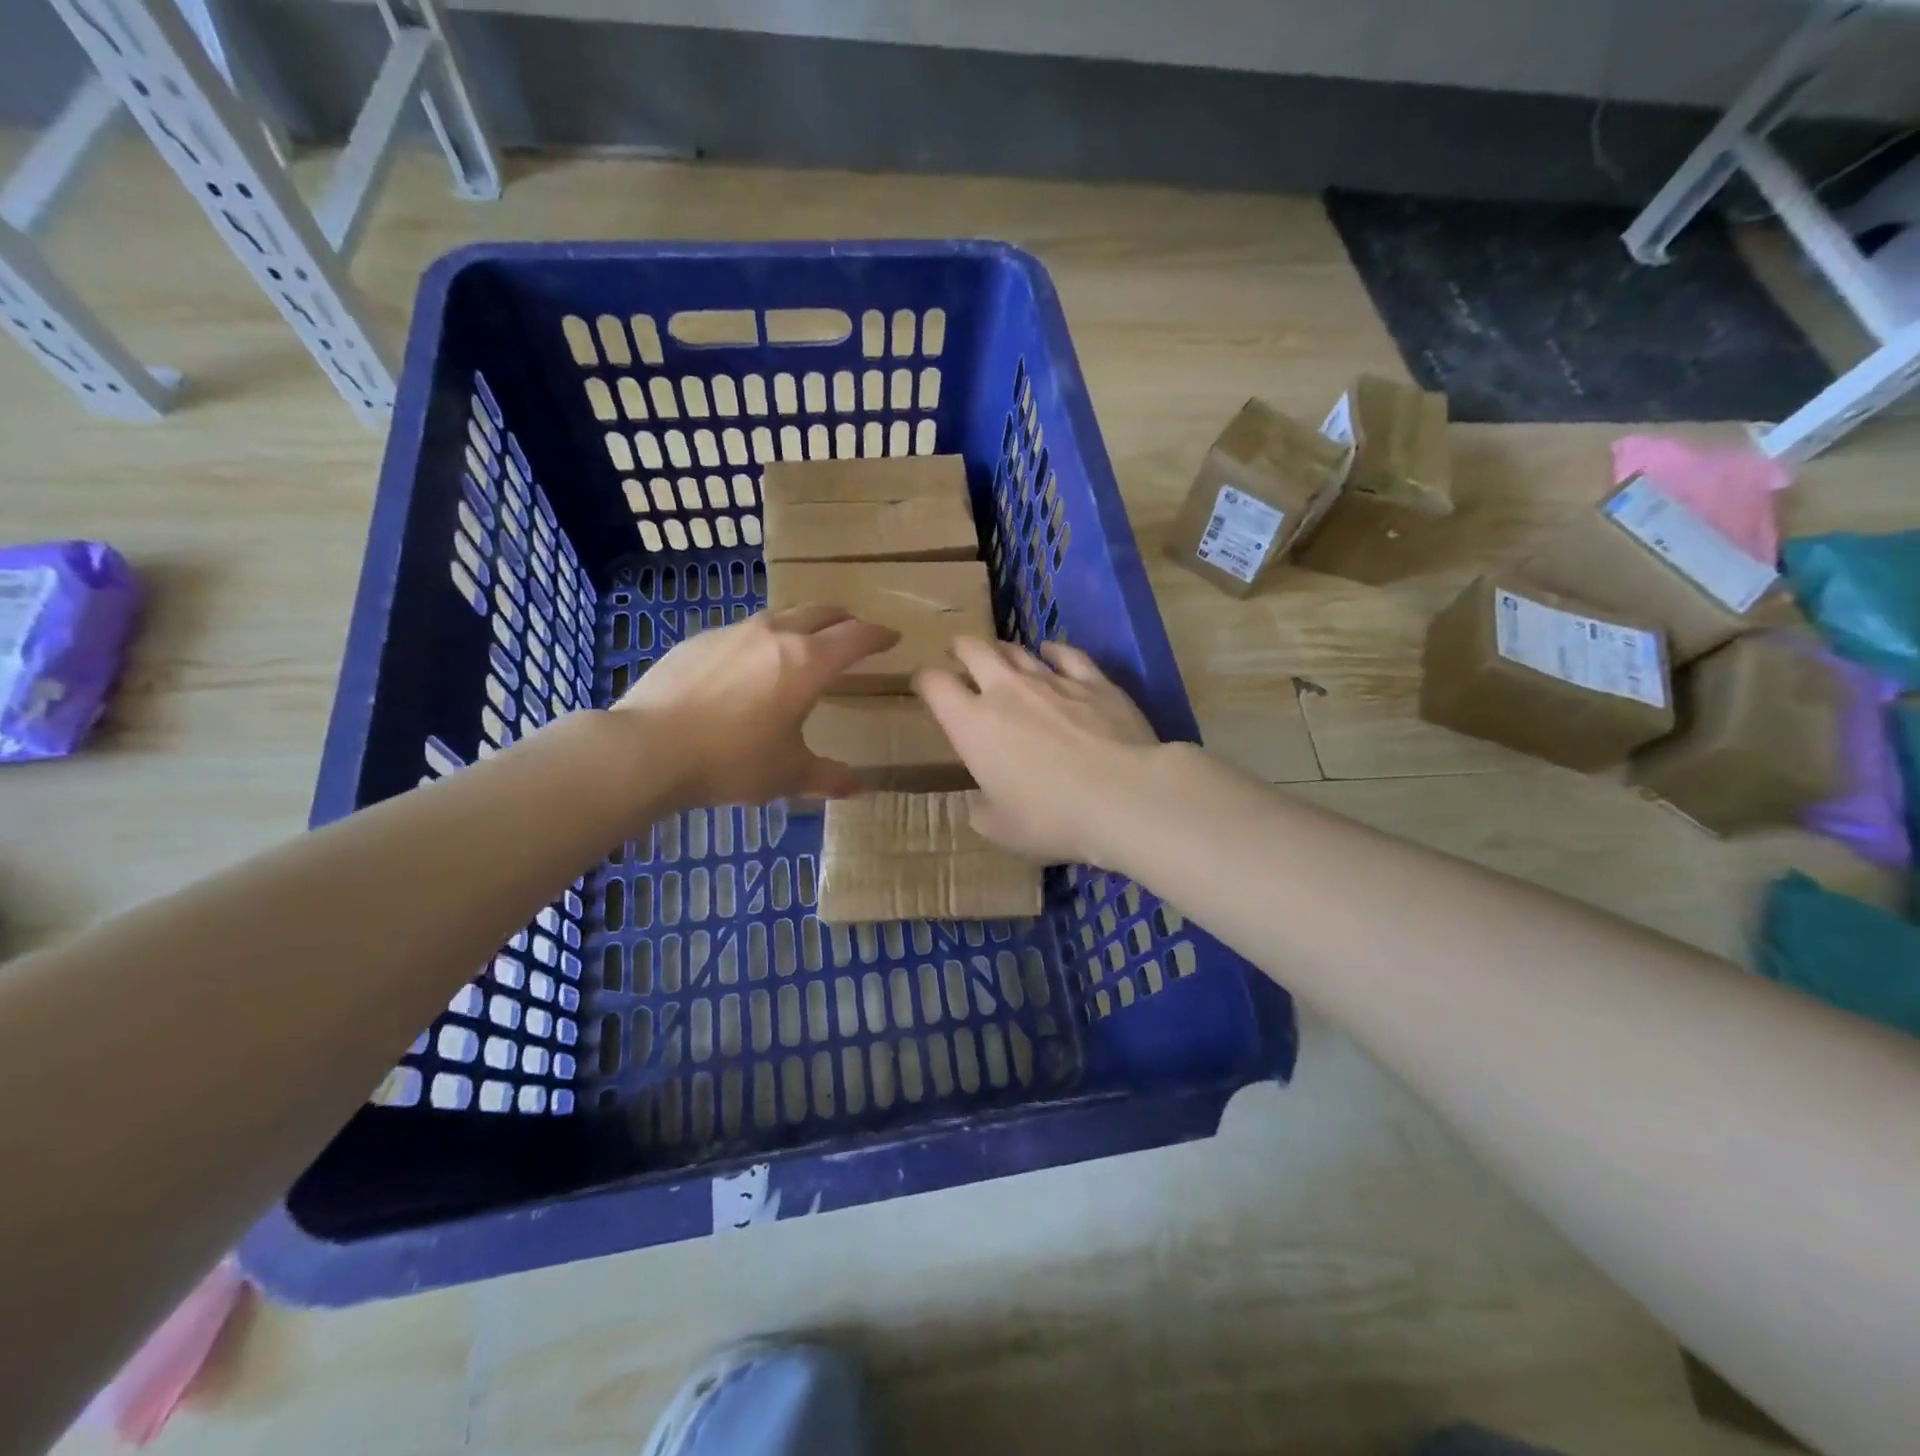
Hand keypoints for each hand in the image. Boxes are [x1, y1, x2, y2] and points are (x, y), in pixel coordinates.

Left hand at [611, 605, 898, 810]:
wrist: (648, 748)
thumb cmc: (732, 761)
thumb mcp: (788, 774)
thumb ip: (828, 777)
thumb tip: (859, 788)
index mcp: (808, 662)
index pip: (855, 637)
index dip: (878, 636)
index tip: (891, 638)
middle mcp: (775, 635)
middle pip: (820, 612)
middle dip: (843, 620)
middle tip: (853, 632)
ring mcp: (733, 632)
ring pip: (780, 615)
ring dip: (801, 624)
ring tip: (803, 644)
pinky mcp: (698, 640)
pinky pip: (743, 631)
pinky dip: (762, 640)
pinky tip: (749, 666)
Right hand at [914, 638, 1161, 865]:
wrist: (1124, 796)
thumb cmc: (1052, 818)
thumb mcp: (1004, 830)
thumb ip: (984, 813)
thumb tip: (982, 806)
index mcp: (973, 725)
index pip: (935, 686)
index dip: (924, 680)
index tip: (924, 684)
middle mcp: (1006, 692)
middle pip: (974, 651)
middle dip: (961, 648)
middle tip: (957, 652)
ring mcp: (1052, 680)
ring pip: (1018, 650)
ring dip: (1002, 649)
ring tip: (999, 653)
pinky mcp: (1094, 680)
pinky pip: (1067, 654)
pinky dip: (1052, 651)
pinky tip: (1050, 651)